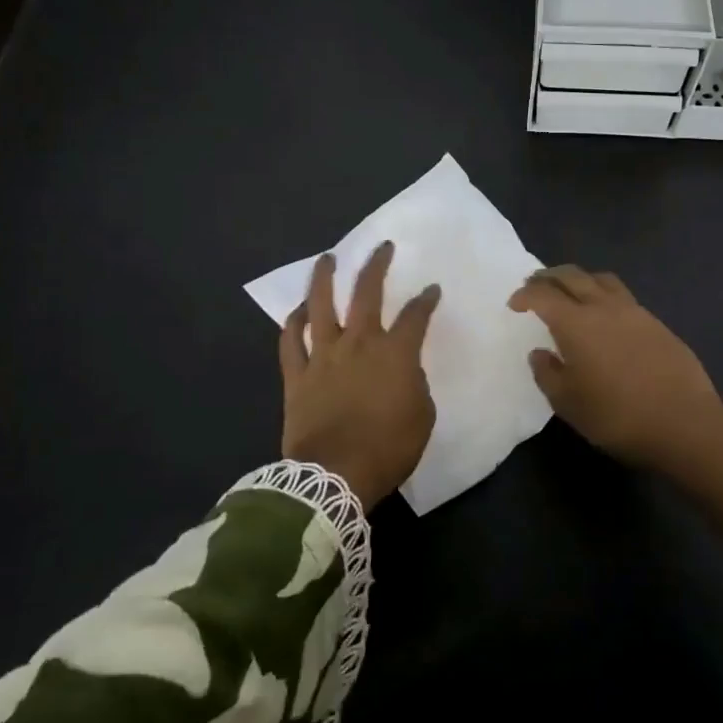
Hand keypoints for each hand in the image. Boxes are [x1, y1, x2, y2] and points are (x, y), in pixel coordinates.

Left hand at [280, 242, 440, 507]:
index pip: (416, 316)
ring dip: (325, 278)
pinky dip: (294, 322)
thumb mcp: (422, 417)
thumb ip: (416, 386)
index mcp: (395, 353)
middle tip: (382, 247)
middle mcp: (359, 343)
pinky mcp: (297, 374)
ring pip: (321, 306)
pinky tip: (299, 309)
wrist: (334, 475)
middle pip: (367, 293)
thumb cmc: (388, 448)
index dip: (426, 299)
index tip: (431, 290)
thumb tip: (405, 374)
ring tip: (328, 258)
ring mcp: (324, 355)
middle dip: (377, 266)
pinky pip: (291, 340)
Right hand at [509, 265, 722, 533]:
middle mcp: (604, 307)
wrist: (684, 423)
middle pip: (572, 276)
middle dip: (549, 276)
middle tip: (535, 283)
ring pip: (601, 279)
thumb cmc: (617, 417)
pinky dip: (604, 295)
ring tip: (571, 291)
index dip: (525, 295)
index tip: (515, 303)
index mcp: (576, 323)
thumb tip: (540, 353)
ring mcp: (634, 312)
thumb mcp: (569, 404)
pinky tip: (605, 315)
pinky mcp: (657, 323)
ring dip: (580, 279)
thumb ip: (548, 374)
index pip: (543, 295)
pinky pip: (623, 296)